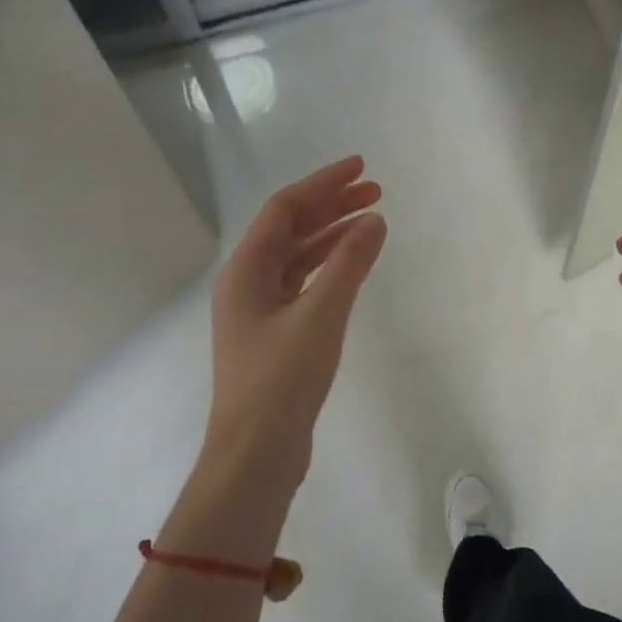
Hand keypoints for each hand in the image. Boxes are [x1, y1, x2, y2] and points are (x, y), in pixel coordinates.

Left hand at [206, 156, 386, 491]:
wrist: (256, 453)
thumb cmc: (282, 379)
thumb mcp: (321, 315)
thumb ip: (349, 263)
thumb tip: (373, 219)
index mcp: (246, 271)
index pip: (284, 209)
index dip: (322, 183)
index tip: (360, 167)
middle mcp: (247, 283)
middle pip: (289, 229)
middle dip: (331, 205)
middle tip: (375, 191)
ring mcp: (259, 310)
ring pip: (298, 256)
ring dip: (332, 234)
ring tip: (371, 220)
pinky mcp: (275, 334)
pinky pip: (303, 283)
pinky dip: (329, 267)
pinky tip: (354, 264)